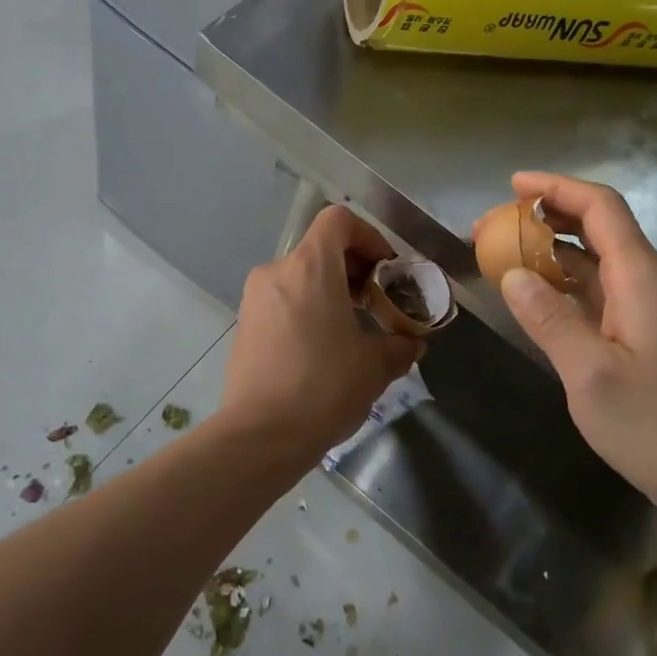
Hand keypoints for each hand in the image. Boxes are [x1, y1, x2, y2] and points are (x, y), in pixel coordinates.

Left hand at [223, 205, 423, 463]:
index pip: (338, 220)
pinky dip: (306, 308)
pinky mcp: (243, 324)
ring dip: (330, 291)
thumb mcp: (376, 366)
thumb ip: (400, 344)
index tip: (385, 270)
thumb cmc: (324, 388)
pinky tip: (321, 348)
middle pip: (320, 248)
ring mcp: (255, 298)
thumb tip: (412, 342)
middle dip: (353, 268)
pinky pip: (282, 300)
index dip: (368, 235)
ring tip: (351, 330)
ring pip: (300, 276)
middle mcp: (277, 272)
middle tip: (376, 303)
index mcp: (310, 268)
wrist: (260, 435)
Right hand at [496, 172, 656, 528]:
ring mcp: (655, 310)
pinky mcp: (651, 336)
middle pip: (601, 227)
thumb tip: (512, 274)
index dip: (557, 188)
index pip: (601, 208)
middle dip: (549, 216)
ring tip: (508, 257)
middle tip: (498, 227)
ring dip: (556, 251)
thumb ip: (549, 319)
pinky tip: (541, 300)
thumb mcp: (590, 374)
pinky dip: (569, 283)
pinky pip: (605, 291)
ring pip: (601, 261)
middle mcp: (653, 282)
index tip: (512, 186)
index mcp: (643, 278)